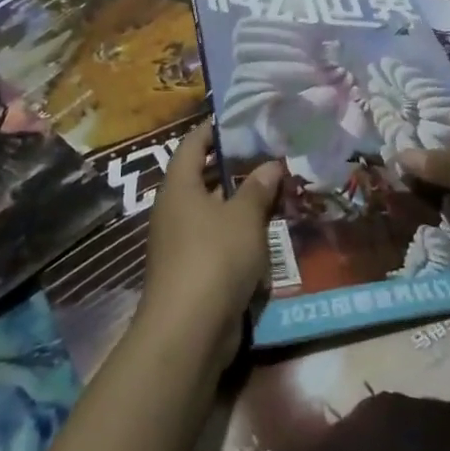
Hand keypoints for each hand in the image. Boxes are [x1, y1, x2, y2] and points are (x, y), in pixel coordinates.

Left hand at [137, 123, 282, 375]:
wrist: (188, 330)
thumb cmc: (214, 257)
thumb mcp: (244, 217)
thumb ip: (258, 188)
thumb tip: (271, 164)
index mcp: (179, 187)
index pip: (193, 145)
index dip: (214, 130)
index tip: (240, 120)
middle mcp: (174, 210)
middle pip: (203, 178)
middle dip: (234, 168)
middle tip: (269, 156)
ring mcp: (180, 243)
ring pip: (212, 212)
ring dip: (240, 204)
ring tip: (275, 191)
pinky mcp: (191, 272)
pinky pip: (216, 241)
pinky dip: (238, 234)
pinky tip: (266, 234)